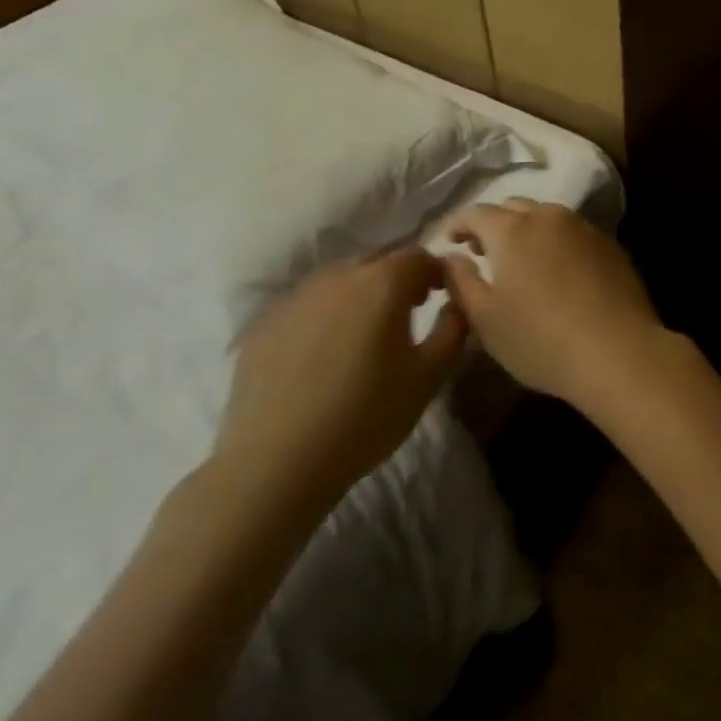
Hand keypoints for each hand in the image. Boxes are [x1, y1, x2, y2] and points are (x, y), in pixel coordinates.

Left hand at [213, 247, 464, 516]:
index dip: (436, 273)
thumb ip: (454, 328)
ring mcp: (295, 297)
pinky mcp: (263, 323)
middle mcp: (339, 276)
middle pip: (378, 262)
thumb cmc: (366, 416)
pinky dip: (324, 315)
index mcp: (383, 282)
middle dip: (398, 280)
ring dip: (360, 294)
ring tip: (363, 333)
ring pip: (339, 280)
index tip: (441, 297)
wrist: (274, 464)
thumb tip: (457, 303)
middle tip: (407, 313)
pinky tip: (323, 353)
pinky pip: (307, 304)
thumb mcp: (430, 375)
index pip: (420, 256)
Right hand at [440, 199, 667, 412]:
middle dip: (492, 224)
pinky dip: (555, 241)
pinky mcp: (609, 244)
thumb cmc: (540, 340)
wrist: (618, 350)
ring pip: (546, 216)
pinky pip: (573, 232)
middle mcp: (549, 217)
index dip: (457, 223)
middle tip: (481, 251)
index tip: (448, 241)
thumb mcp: (485, 319)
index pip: (475, 212)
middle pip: (513, 207)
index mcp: (512, 230)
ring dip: (526, 230)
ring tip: (519, 261)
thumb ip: (460, 281)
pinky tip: (556, 270)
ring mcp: (584, 228)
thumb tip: (450, 256)